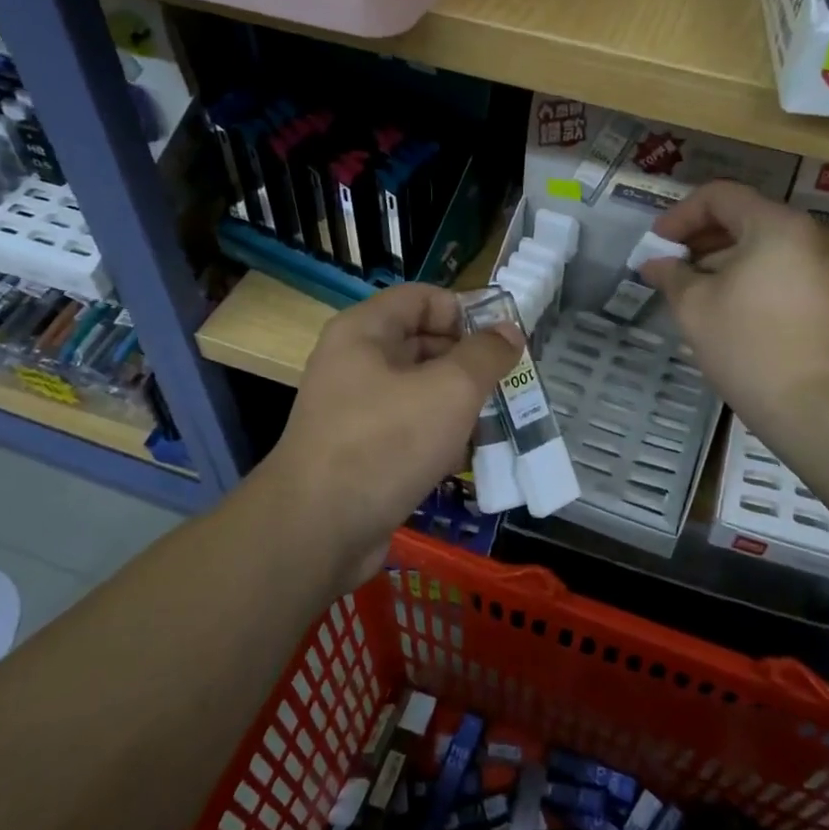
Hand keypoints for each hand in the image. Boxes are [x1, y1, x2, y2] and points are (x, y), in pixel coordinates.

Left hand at [258, 283, 521, 589]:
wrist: (317, 530)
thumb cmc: (386, 443)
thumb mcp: (450, 390)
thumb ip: (485, 355)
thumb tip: (509, 333)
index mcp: (365, 331)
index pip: (424, 298)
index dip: (467, 312)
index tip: (505, 343)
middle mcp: (355, 362)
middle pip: (424, 342)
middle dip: (470, 362)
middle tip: (510, 385)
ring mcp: (356, 409)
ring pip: (420, 390)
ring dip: (460, 403)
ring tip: (499, 422)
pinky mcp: (361, 450)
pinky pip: (409, 428)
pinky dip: (439, 436)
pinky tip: (468, 457)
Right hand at [640, 180, 828, 437]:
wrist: (816, 406)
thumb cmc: (748, 346)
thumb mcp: (695, 307)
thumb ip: (671, 274)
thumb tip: (655, 263)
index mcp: (776, 224)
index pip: (719, 196)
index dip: (680, 215)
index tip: (656, 244)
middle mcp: (807, 232)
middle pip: (743, 215)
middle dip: (699, 236)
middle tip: (668, 264)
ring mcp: (823, 263)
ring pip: (761, 242)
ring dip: (721, 256)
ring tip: (689, 286)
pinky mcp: (828, 292)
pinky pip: (779, 265)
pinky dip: (747, 272)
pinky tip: (722, 301)